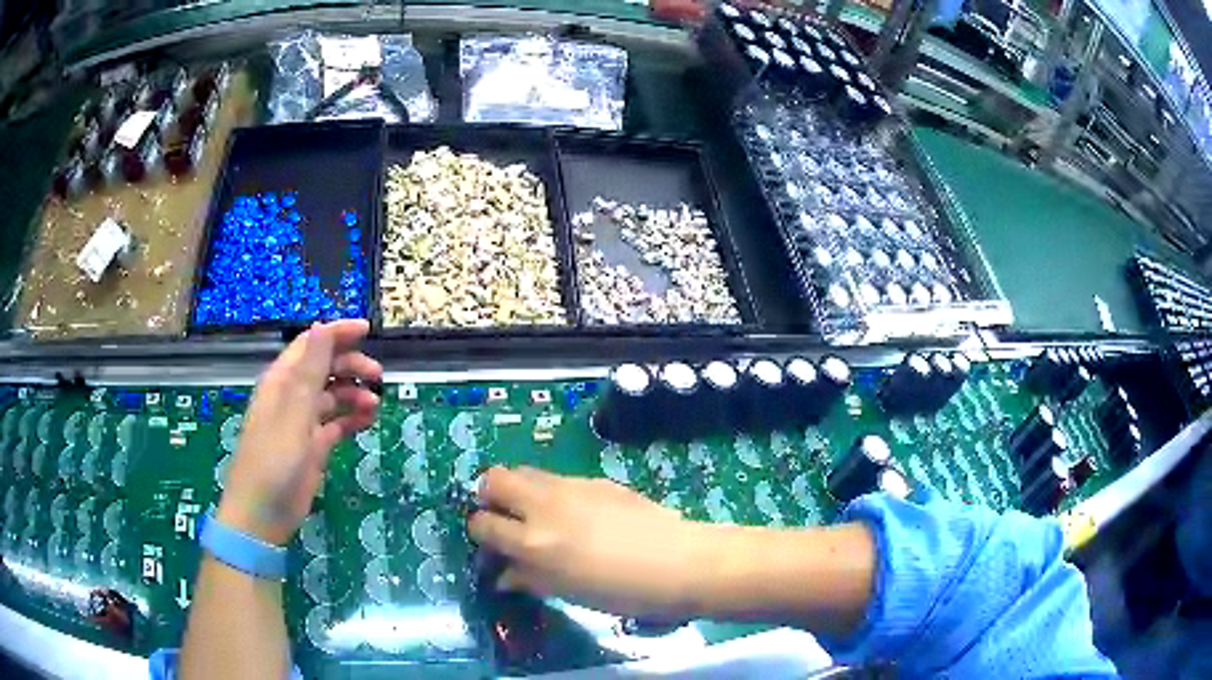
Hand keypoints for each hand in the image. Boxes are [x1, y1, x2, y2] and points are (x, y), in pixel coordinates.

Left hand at [217, 320, 381, 544]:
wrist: (262, 515)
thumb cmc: (272, 461)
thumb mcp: (293, 414)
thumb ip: (309, 371)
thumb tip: (322, 325)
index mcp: (282, 382)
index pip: (311, 344)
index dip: (337, 333)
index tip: (368, 330)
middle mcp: (292, 397)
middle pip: (325, 368)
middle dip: (351, 365)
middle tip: (379, 376)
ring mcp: (302, 423)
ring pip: (333, 396)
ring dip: (355, 394)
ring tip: (375, 405)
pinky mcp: (313, 447)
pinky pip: (336, 424)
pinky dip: (353, 420)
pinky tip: (368, 422)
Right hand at [468, 467, 704, 617]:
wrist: (680, 562)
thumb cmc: (622, 592)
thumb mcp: (568, 593)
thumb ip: (529, 579)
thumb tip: (502, 576)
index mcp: (533, 542)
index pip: (483, 525)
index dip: (479, 533)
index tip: (488, 544)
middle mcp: (545, 506)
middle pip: (494, 479)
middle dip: (489, 496)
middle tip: (504, 519)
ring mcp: (571, 487)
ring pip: (525, 471)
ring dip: (519, 490)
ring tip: (535, 516)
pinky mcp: (596, 480)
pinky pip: (558, 479)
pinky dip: (550, 493)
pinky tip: (573, 516)